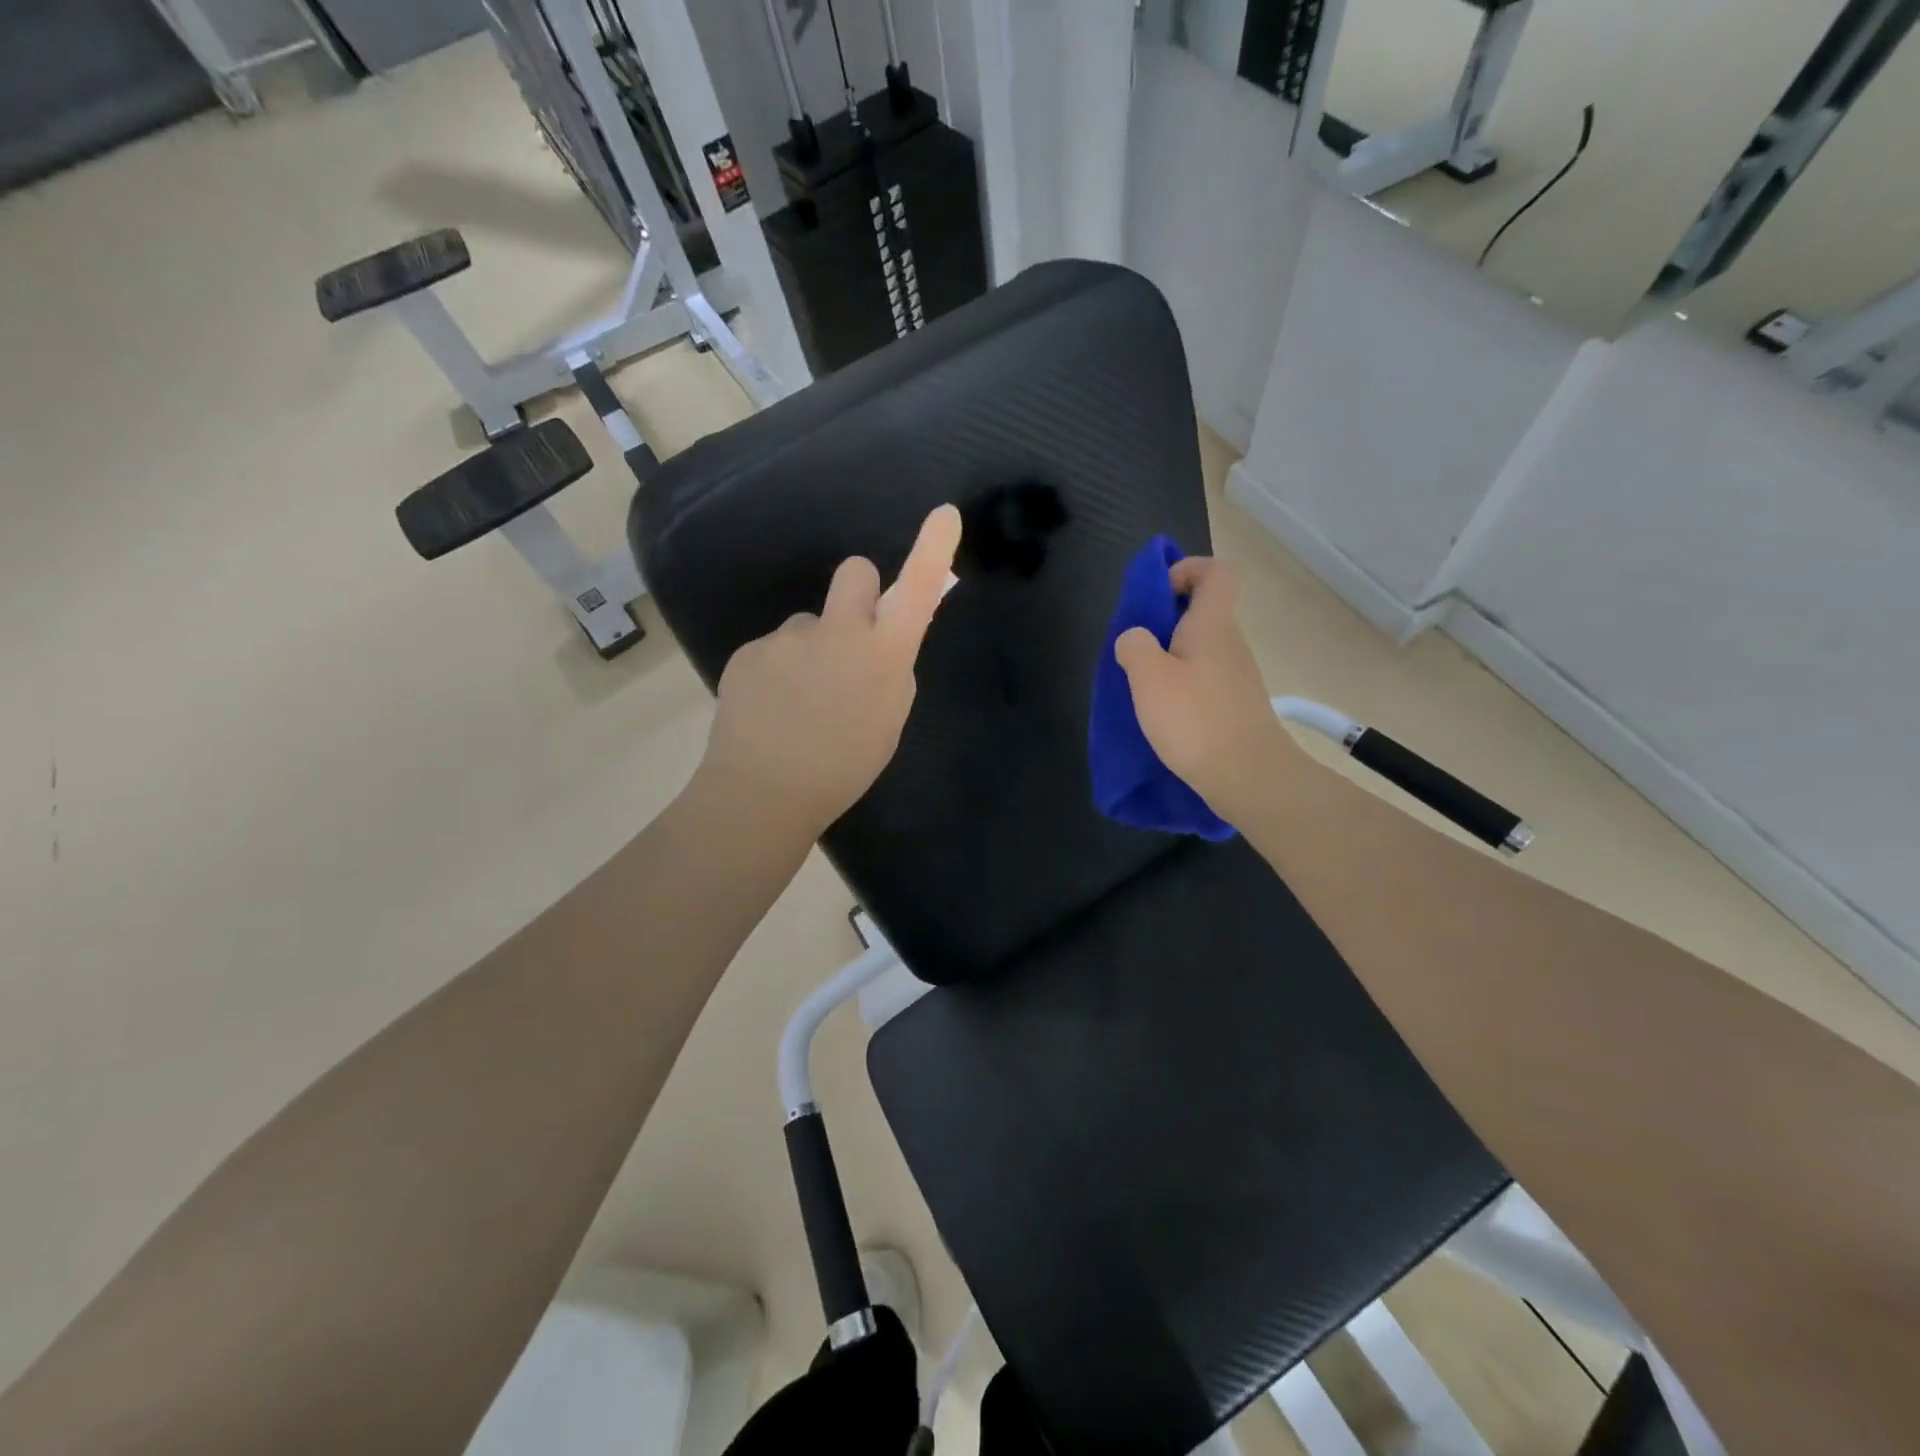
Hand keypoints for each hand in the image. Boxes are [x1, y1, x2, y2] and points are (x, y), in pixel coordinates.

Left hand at [698, 505, 963, 837]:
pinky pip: (774, 649)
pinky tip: (771, 709)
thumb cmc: (842, 768)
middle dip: (858, 593)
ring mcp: (789, 638)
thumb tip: (880, 643)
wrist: (762, 793)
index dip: (933, 550)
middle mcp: (838, 632)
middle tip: (847, 638)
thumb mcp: (887, 722)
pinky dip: (776, 672)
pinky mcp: (750, 650)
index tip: (944, 514)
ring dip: (810, 650)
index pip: (917, 591)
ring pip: (809, 625)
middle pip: (855, 572)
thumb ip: (890, 672)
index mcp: (883, 656)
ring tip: (798, 702)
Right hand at [1113, 557, 1297, 817]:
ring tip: (1144, 687)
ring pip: (1201, 648)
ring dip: (1171, 657)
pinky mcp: (1235, 705)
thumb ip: (1134, 646)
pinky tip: (1164, 714)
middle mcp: (1230, 643)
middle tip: (1137, 649)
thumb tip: (1135, 637)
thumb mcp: (1148, 678)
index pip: (1216, 571)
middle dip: (1166, 621)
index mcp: (1212, 624)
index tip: (1157, 595)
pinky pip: (1204, 678)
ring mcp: (1237, 675)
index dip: (1186, 569)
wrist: (1248, 776)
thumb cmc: (1195, 720)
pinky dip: (1182, 685)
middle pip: (1203, 611)